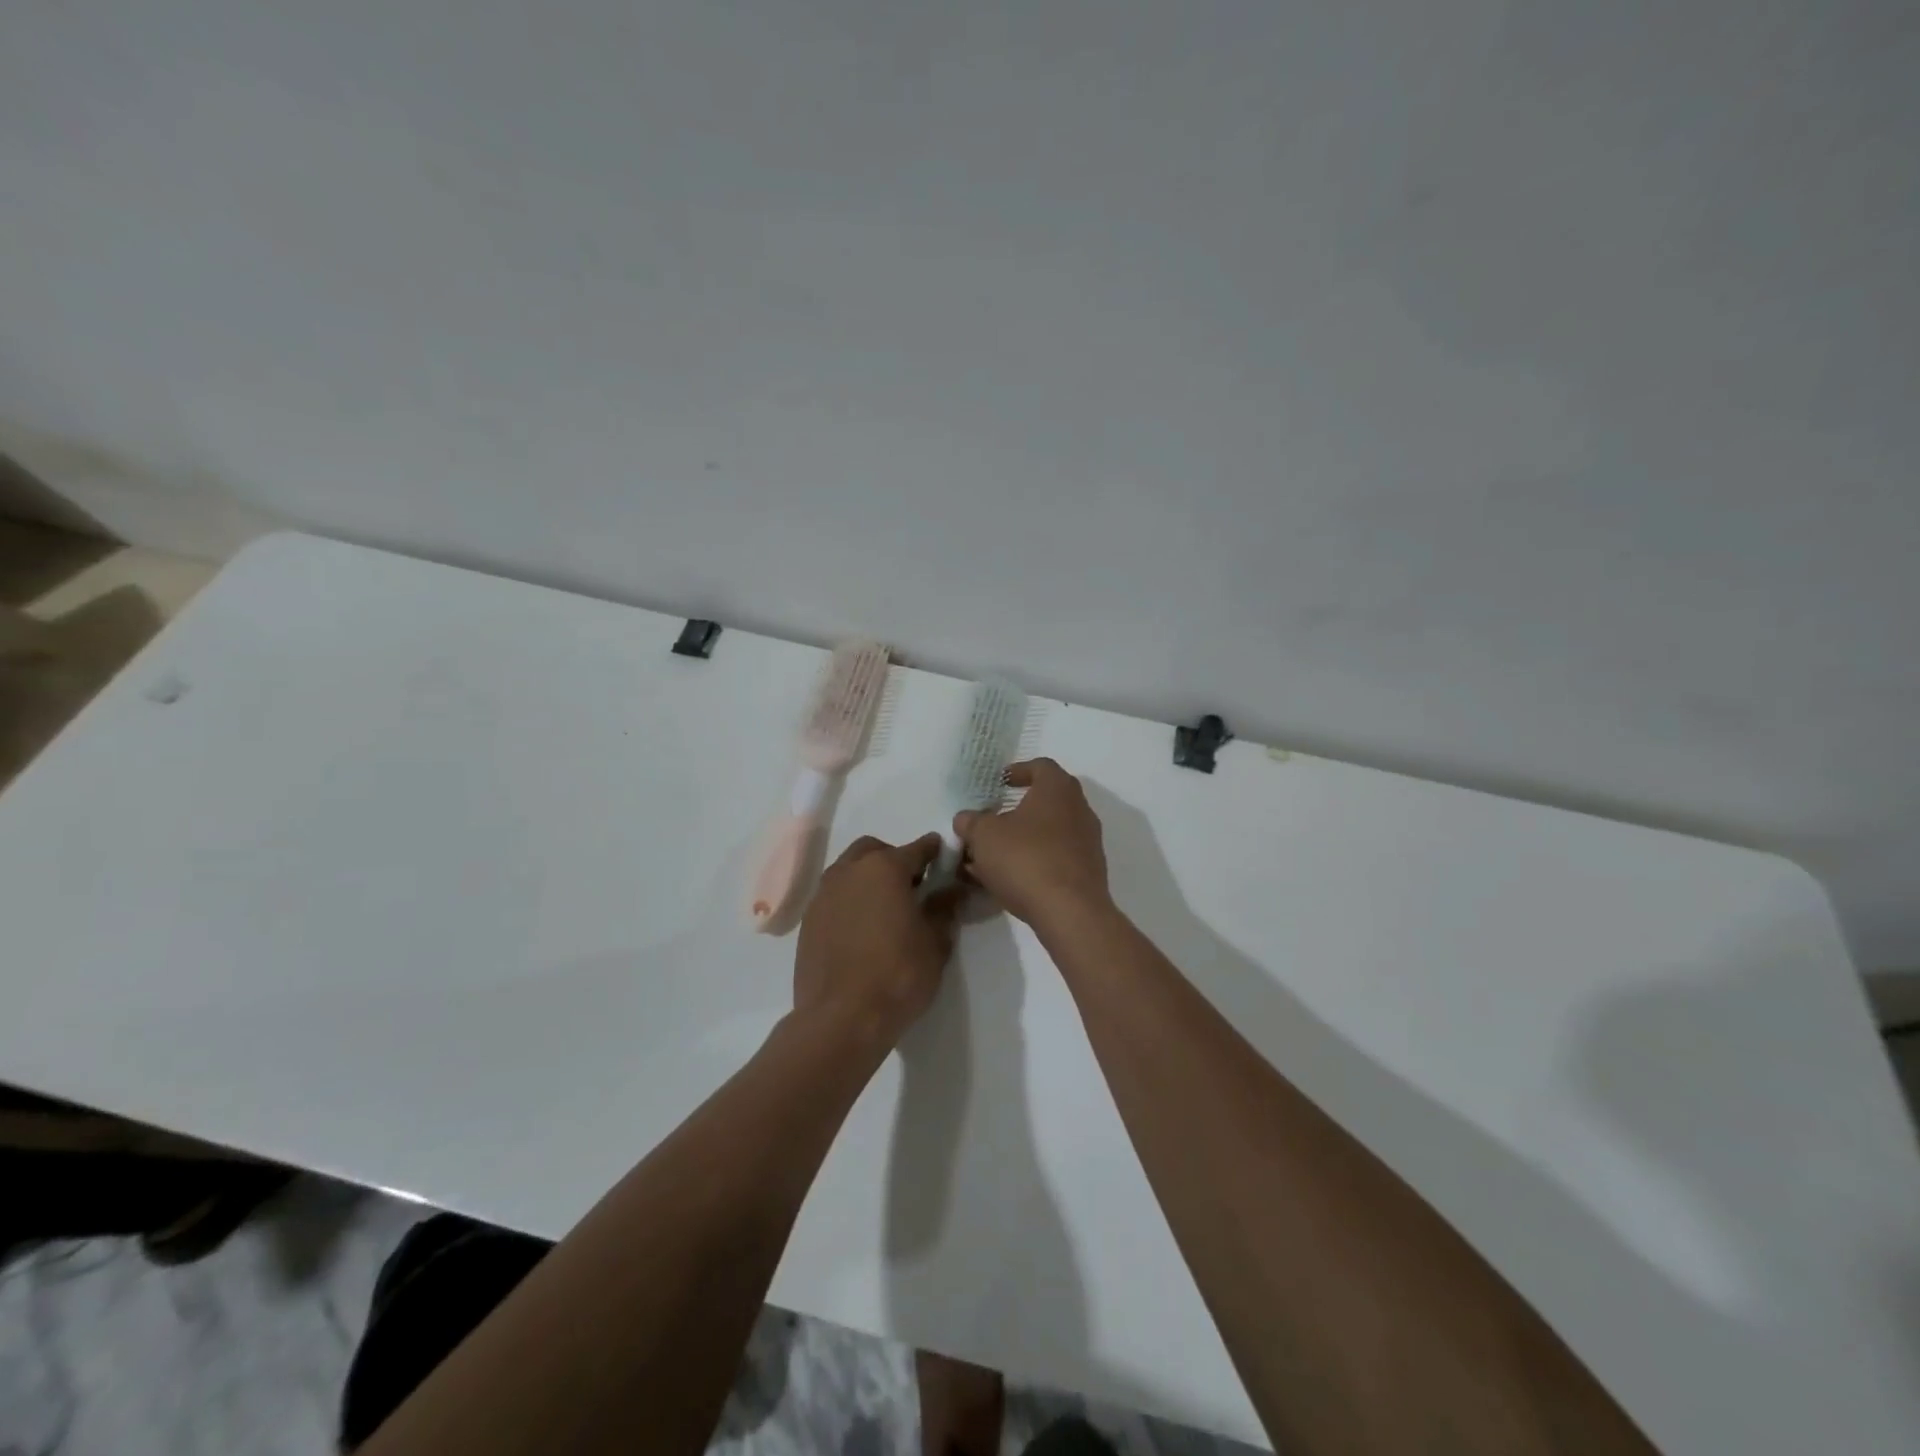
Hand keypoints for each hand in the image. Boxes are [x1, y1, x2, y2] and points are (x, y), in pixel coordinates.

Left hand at [793, 833, 963, 1047]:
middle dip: (894, 860)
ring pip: (849, 871)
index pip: (917, 848)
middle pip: (874, 851)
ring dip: (868, 879)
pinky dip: (850, 901)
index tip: (944, 857)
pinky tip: (862, 930)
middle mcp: (849, 872)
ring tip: (885, 910)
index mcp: (884, 869)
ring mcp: (823, 895)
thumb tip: (951, 890)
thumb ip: (944, 909)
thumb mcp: (935, 943)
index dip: (934, 851)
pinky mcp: (807, 921)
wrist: (841, 1019)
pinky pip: (834, 897)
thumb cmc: (897, 975)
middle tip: (911, 887)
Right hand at [953, 758, 1110, 926]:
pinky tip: (1010, 878)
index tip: (1000, 782)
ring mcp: (1088, 842)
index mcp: (1058, 789)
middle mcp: (1080, 809)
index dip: (1018, 771)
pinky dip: (1035, 860)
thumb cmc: (1026, 860)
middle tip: (992, 819)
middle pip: (1046, 800)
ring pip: (1050, 831)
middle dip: (1016, 809)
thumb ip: (971, 822)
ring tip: (993, 855)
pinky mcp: (1088, 871)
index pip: (1041, 767)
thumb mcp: (984, 836)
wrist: (1070, 912)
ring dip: (1023, 838)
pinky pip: (1057, 856)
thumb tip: (966, 819)